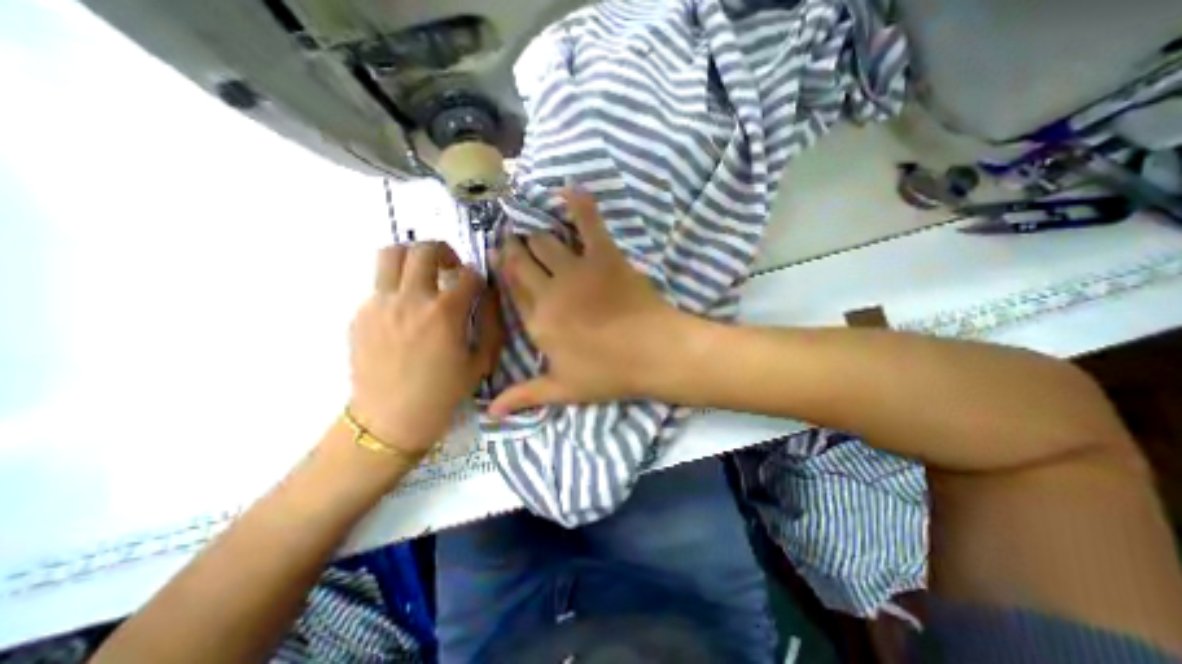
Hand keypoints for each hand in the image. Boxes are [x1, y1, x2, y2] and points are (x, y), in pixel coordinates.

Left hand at [346, 243, 500, 455]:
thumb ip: (491, 324)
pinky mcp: (360, 314)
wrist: (390, 419)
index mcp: (445, 312)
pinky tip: (405, 311)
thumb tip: (489, 297)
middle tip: (451, 269)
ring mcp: (380, 303)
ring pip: (392, 254)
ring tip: (423, 275)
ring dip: (413, 258)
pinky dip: (397, 286)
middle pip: (425, 250)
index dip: (478, 278)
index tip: (479, 288)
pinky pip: (379, 284)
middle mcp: (411, 299)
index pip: (468, 275)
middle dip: (445, 252)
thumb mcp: (481, 361)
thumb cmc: (444, 393)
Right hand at [493, 189, 698, 414]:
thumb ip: (525, 396)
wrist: (654, 354)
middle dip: (515, 247)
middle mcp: (549, 293)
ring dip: (538, 233)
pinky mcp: (605, 257)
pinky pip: (588, 223)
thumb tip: (490, 414)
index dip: (503, 270)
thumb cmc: (609, 374)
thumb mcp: (564, 390)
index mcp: (538, 323)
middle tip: (514, 240)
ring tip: (536, 230)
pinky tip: (570, 190)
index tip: (498, 258)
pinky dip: (579, 203)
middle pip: (523, 260)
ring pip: (545, 241)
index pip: (511, 289)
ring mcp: (577, 271)